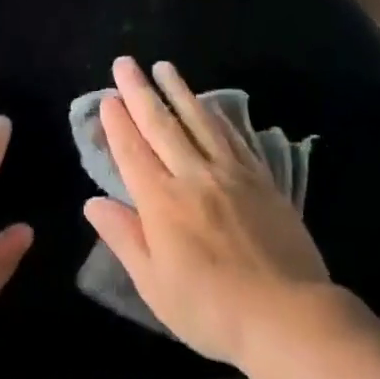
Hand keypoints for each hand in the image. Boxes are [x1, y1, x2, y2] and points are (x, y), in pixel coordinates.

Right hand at [84, 57, 353, 367]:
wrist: (287, 316)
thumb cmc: (210, 309)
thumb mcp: (153, 284)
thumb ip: (124, 237)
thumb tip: (92, 203)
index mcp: (162, 203)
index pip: (133, 152)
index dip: (117, 123)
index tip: (108, 97)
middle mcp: (194, 177)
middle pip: (162, 126)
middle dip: (140, 92)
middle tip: (126, 63)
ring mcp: (232, 175)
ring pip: (200, 122)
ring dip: (179, 92)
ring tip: (165, 67)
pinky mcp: (263, 181)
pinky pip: (236, 138)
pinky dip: (218, 116)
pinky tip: (211, 105)